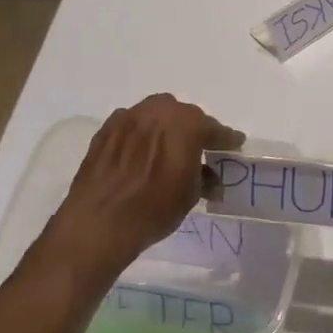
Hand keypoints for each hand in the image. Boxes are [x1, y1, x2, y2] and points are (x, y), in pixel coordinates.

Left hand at [45, 94, 243, 278]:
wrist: (98, 221)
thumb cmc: (153, 208)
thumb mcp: (190, 196)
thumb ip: (204, 178)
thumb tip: (210, 178)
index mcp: (186, 124)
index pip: (214, 128)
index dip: (226, 139)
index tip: (234, 145)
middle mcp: (158, 111)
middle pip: (184, 116)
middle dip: (193, 130)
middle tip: (198, 149)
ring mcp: (129, 116)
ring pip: (156, 115)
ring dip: (165, 128)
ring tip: (167, 149)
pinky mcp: (106, 129)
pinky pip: (132, 125)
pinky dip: (141, 134)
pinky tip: (140, 154)